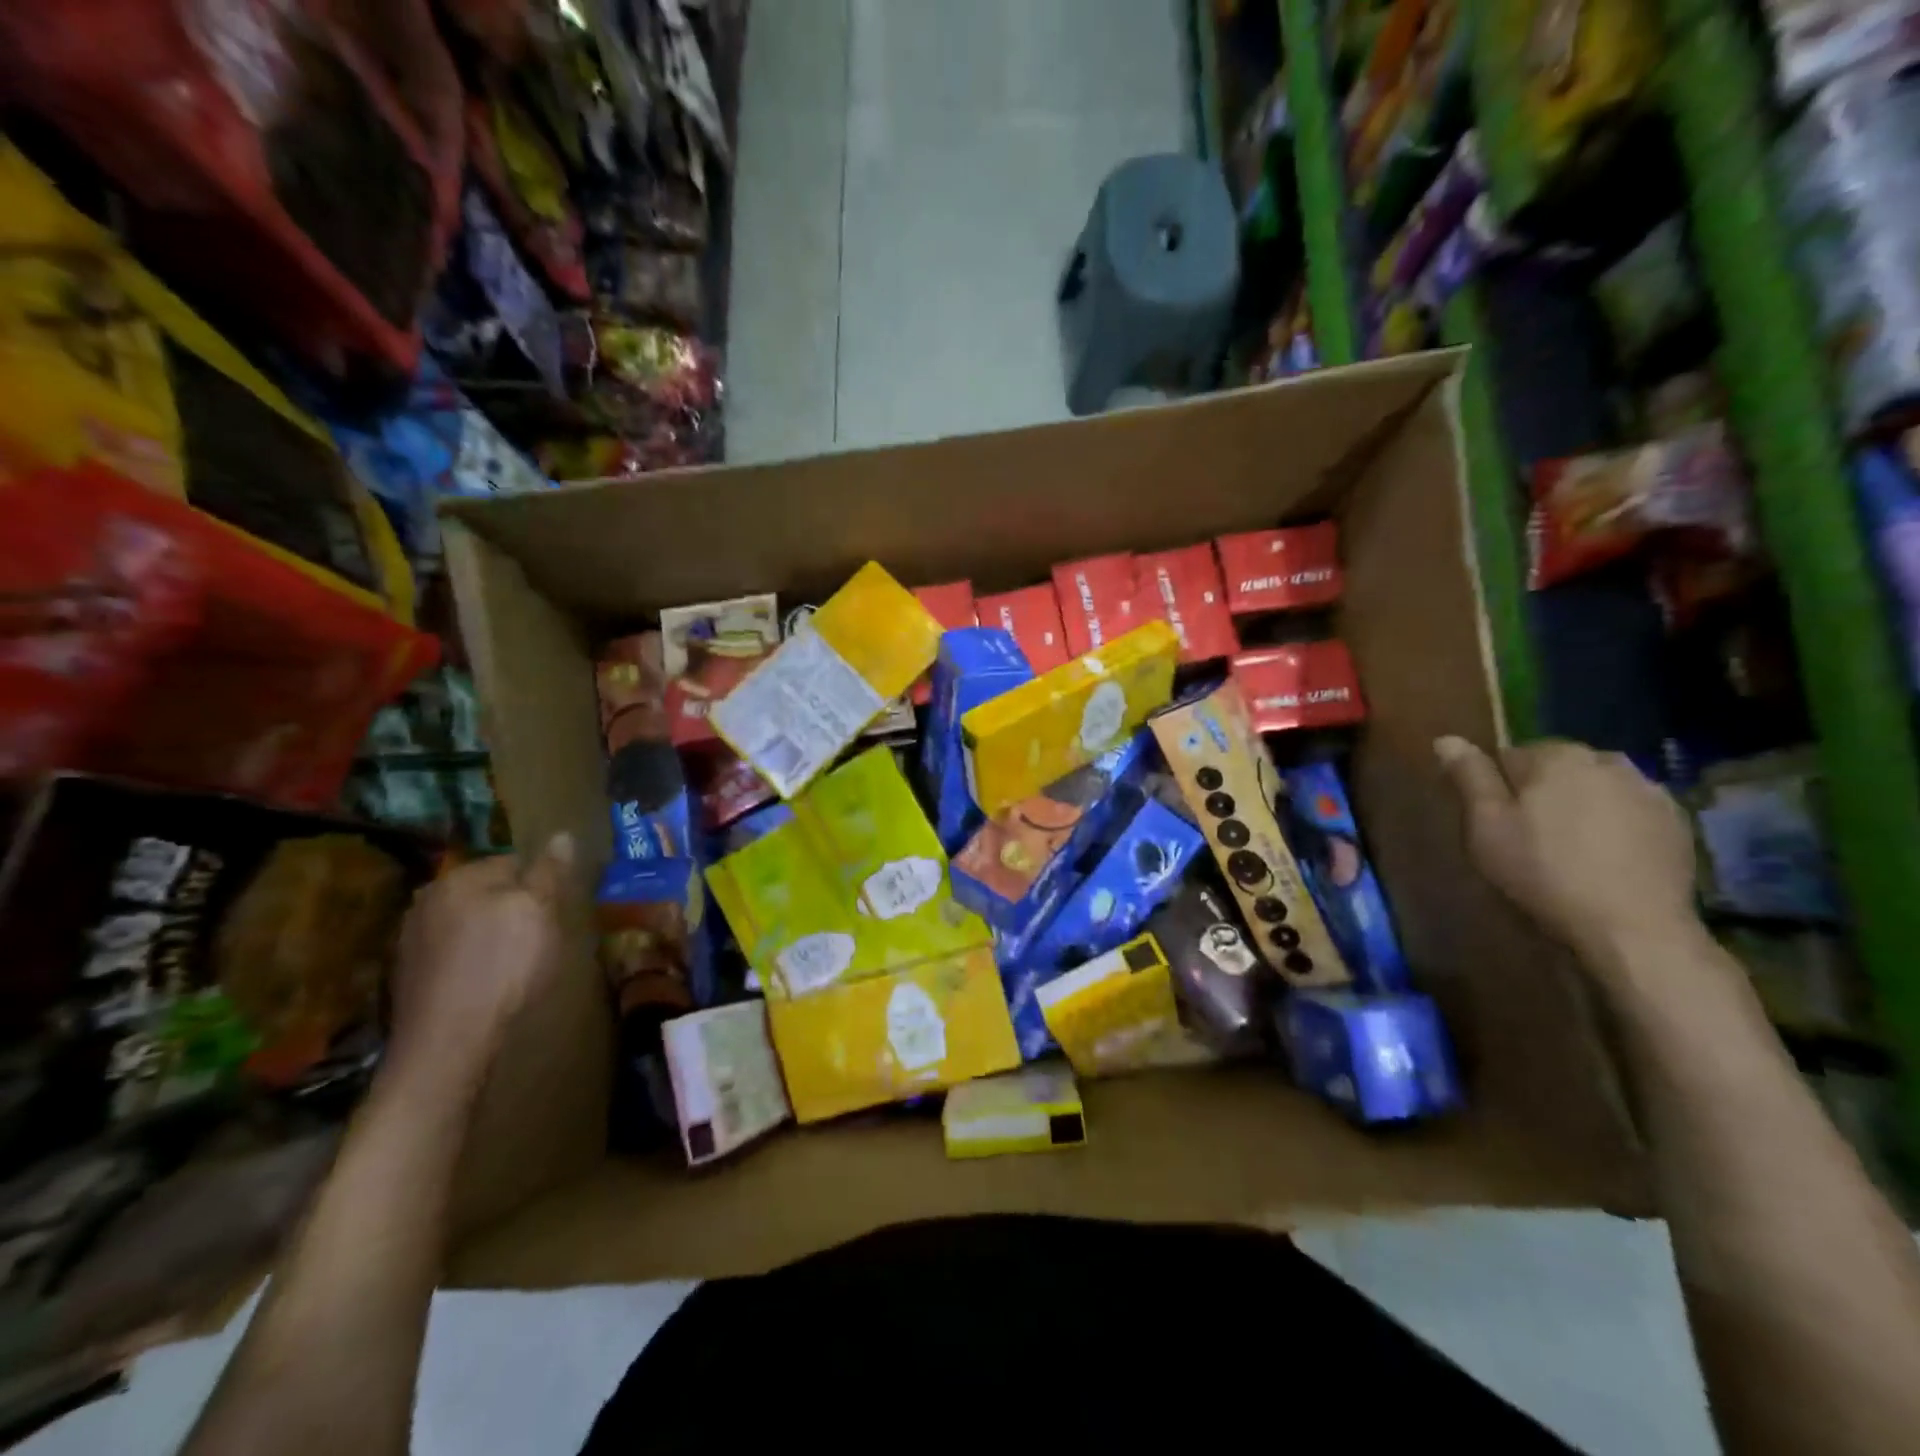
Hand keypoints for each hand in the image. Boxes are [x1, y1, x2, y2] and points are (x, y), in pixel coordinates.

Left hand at [386, 833, 573, 1095]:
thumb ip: (549, 871)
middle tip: (540, 934)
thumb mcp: (540, 910)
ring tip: (516, 963)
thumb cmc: (503, 964)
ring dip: (490, 935)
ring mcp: (410, 942)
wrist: (449, 1041)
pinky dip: (471, 962)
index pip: (510, 861)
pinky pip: (451, 955)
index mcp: (458, 878)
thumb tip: (562, 834)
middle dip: (512, 907)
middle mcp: (426, 901)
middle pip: (485, 893)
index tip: (556, 908)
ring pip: (466, 924)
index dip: (540, 882)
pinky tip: (488, 983)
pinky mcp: (407, 979)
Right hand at [1435, 737, 1701, 970]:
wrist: (1634, 928)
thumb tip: (1447, 739)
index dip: (1496, 789)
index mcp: (1555, 756)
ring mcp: (1648, 790)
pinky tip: (1605, 858)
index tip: (1494, 822)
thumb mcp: (1486, 826)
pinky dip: (1615, 824)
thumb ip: (1469, 777)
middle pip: (1555, 768)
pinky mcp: (1677, 821)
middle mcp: (1605, 760)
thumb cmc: (1544, 872)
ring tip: (1570, 847)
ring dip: (1580, 805)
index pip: (1508, 756)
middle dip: (1541, 792)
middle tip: (1528, 837)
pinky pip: (1629, 810)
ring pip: (1594, 787)